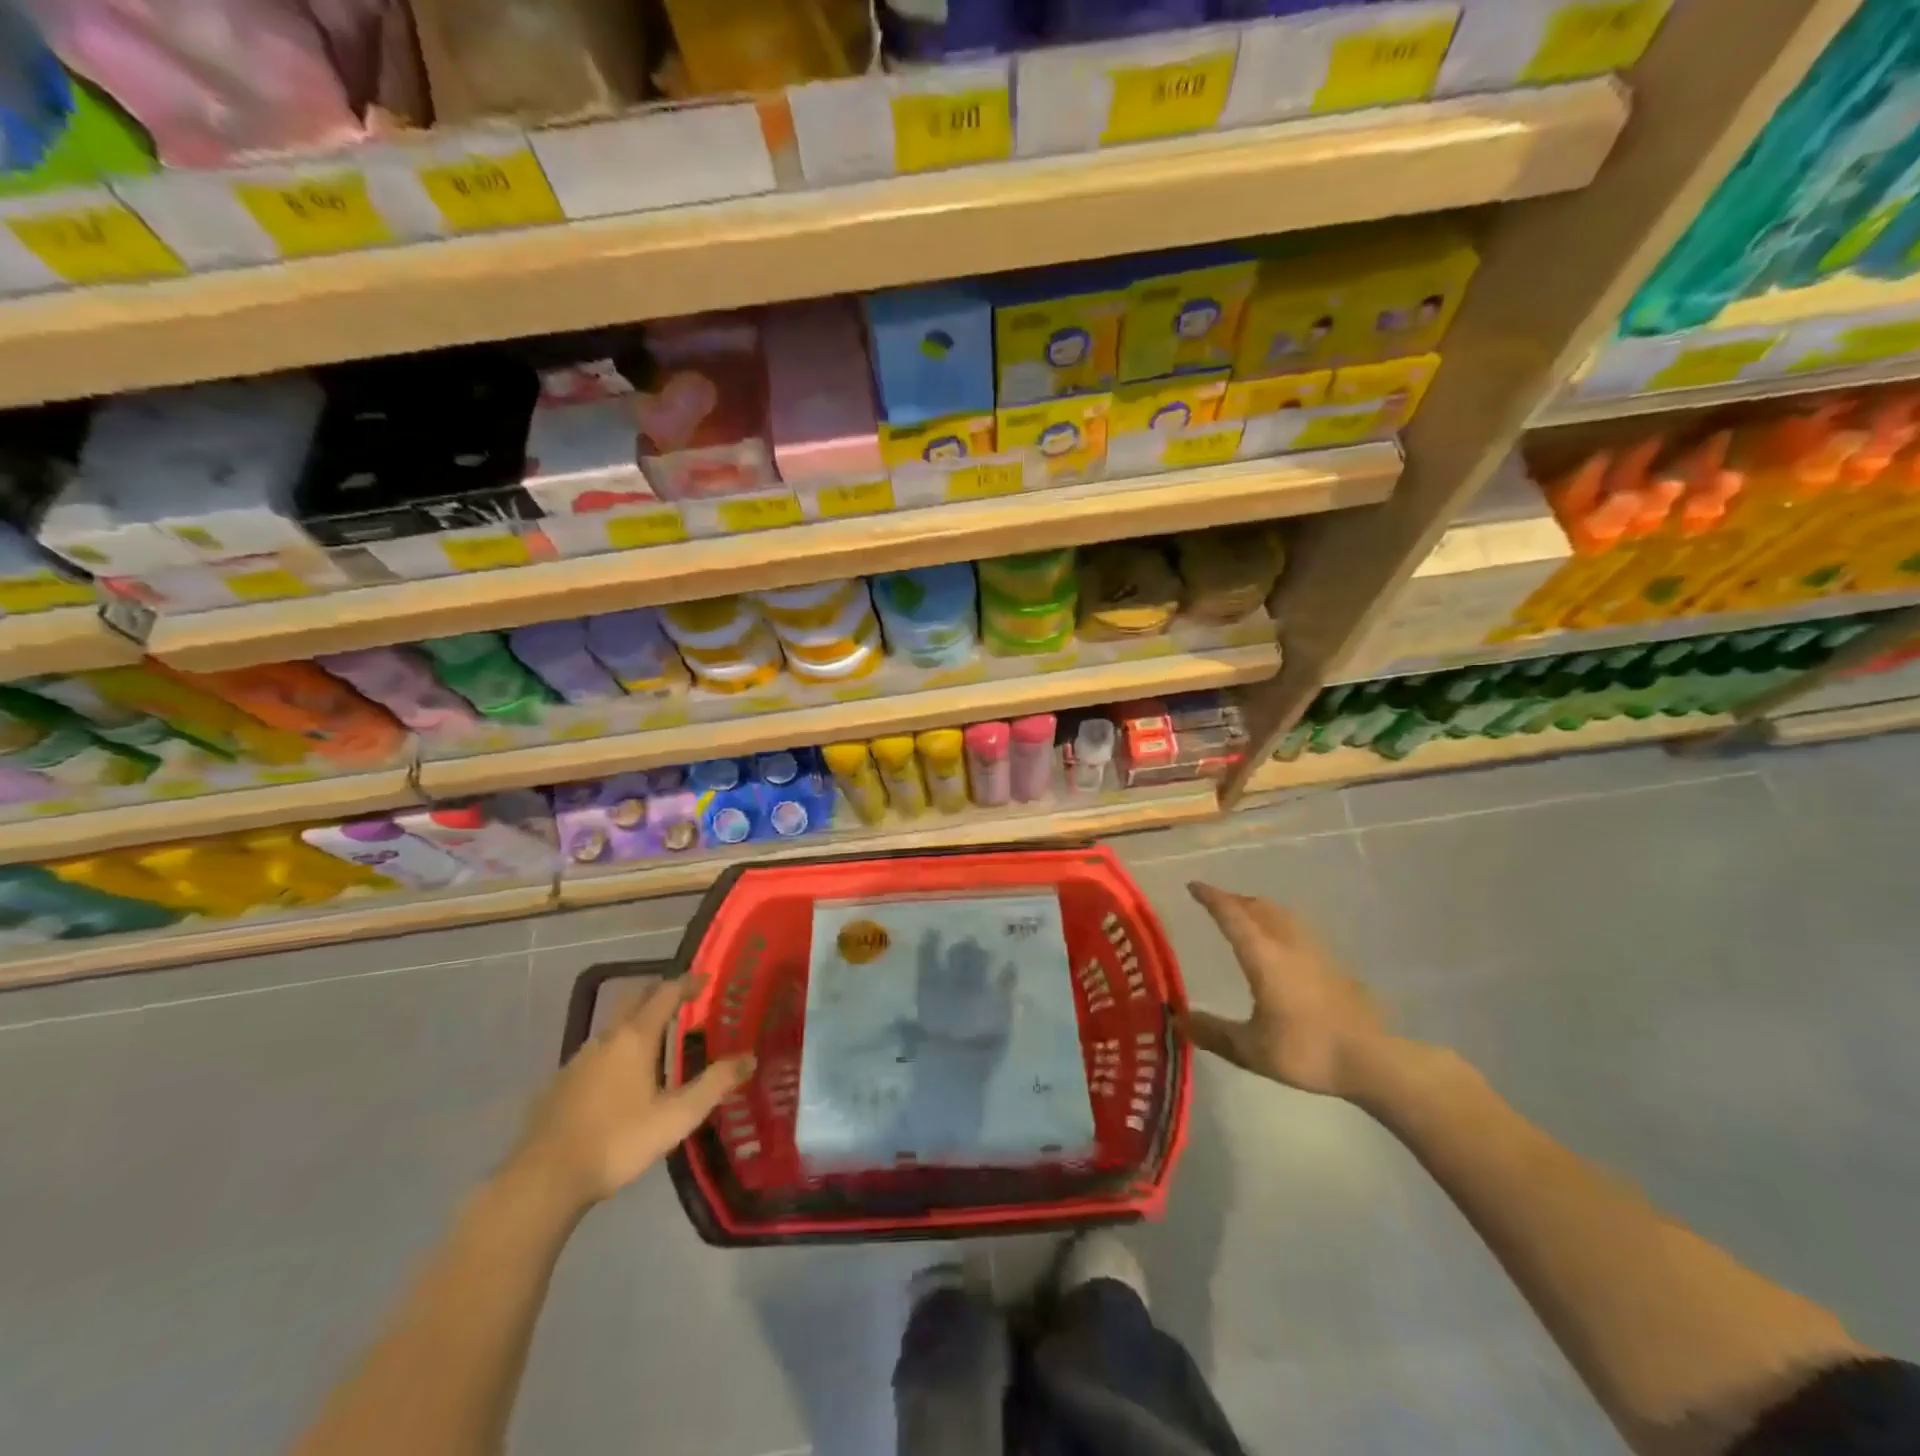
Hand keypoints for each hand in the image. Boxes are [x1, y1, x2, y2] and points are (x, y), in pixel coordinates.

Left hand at [508, 977, 754, 1212]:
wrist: (543, 1180)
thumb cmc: (617, 1141)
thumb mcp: (676, 1117)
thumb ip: (715, 1085)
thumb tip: (749, 1058)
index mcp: (635, 1037)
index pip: (665, 993)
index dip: (687, 983)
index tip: (706, 979)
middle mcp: (606, 1038)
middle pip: (634, 999)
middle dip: (659, 992)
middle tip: (682, 999)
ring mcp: (578, 1060)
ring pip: (613, 1026)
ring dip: (637, 1021)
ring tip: (656, 1038)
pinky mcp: (560, 1084)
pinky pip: (596, 1052)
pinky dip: (616, 1049)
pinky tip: (620, 1077)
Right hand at [1180, 882, 1390, 1099]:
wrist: (1371, 1059)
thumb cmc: (1306, 1050)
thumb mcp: (1251, 1050)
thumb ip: (1214, 1032)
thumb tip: (1179, 1020)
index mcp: (1263, 957)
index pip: (1231, 916)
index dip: (1211, 898)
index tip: (1193, 886)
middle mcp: (1287, 944)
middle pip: (1257, 907)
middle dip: (1233, 900)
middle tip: (1215, 902)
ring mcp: (1314, 951)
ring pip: (1281, 914)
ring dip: (1258, 908)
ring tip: (1246, 914)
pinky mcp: (1333, 963)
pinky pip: (1297, 928)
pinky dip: (1278, 922)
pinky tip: (1281, 942)